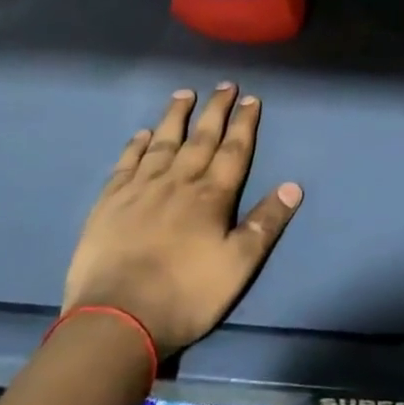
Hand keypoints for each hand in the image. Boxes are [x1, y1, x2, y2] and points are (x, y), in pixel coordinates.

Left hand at [63, 83, 301, 357]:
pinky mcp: (109, 203)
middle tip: (224, 85)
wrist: (117, 319)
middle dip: (215, 110)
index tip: (251, 99)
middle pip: (201, 138)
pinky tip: (142, 133)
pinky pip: (126, 163)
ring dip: (176, 116)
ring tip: (184, 94)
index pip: (234, 151)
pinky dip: (136, 145)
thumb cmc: (186, 295)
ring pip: (163, 143)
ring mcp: (140, 189)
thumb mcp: (238, 266)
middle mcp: (178, 182)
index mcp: (211, 196)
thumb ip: (264, 223)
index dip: (244, 124)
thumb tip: (293, 186)